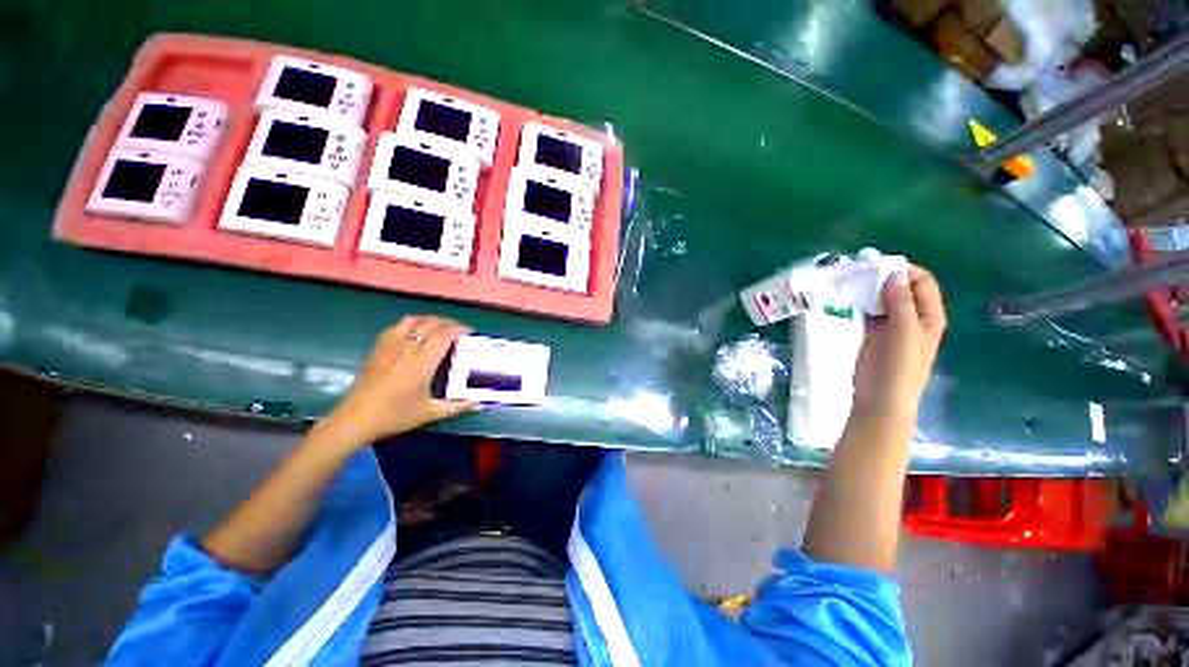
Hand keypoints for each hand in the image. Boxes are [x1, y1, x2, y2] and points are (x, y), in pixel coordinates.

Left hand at [314, 316, 479, 450]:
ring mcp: (390, 346)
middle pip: (430, 323)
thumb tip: (480, 405)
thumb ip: (458, 406)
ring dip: (429, 319)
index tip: (469, 332)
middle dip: (448, 322)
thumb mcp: (430, 412)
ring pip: (412, 320)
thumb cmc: (395, 415)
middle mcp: (407, 348)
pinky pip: (396, 327)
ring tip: (438, 327)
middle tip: (458, 330)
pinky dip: (410, 323)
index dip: (459, 329)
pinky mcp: (378, 349)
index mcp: (423, 362)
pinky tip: (414, 332)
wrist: (355, 419)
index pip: (444, 334)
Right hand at [852, 266, 945, 423]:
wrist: (881, 394)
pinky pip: (869, 310)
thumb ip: (900, 300)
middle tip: (861, 272)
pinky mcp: (873, 331)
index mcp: (929, 314)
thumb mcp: (905, 329)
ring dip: (871, 288)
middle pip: (902, 287)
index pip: (922, 282)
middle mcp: (913, 316)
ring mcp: (892, 324)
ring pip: (883, 298)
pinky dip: (861, 301)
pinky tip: (849, 296)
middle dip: (885, 277)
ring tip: (852, 280)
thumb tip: (895, 272)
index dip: (905, 271)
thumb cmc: (901, 364)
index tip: (880, 267)